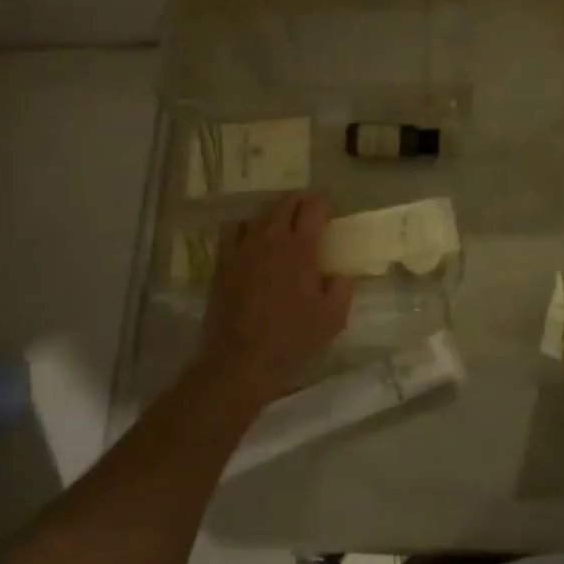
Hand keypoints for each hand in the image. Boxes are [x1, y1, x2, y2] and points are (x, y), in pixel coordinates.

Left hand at [195, 194, 353, 410]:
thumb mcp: (333, 318)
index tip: (329, 214)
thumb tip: (338, 275)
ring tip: (281, 227)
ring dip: (274, 214)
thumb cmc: (292, 340)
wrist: (241, 361)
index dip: (323, 204)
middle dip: (300, 202)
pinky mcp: (223, 261)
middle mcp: (271, 238)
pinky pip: (233, 230)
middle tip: (309, 214)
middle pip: (285, 202)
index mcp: (301, 248)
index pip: (313, 206)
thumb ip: (341, 289)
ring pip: (259, 213)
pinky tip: (250, 241)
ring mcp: (243, 248)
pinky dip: (246, 228)